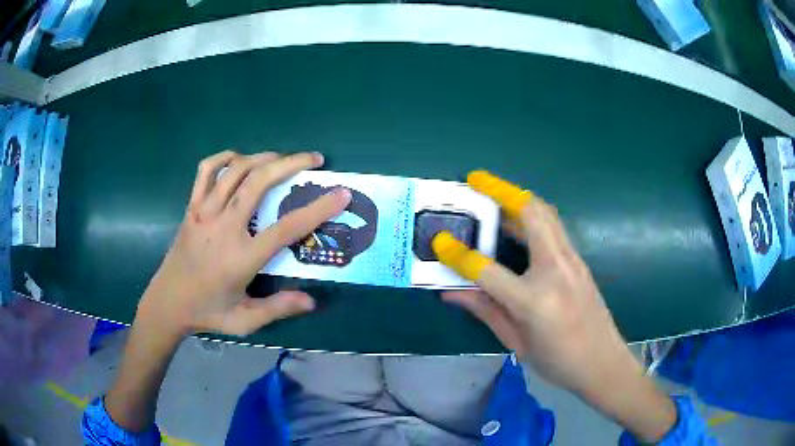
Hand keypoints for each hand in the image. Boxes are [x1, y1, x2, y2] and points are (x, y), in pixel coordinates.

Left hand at [137, 150, 351, 337]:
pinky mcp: (191, 207)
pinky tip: (238, 159)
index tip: (341, 193)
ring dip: (263, 157)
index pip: (287, 228)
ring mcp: (204, 212)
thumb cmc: (207, 312)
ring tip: (283, 157)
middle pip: (260, 182)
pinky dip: (224, 158)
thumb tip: (312, 301)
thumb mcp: (245, 320)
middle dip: (291, 164)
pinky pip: (206, 171)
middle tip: (314, 159)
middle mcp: (224, 226)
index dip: (318, 209)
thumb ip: (278, 308)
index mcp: (241, 257)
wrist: (166, 302)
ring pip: (236, 170)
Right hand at [433, 171, 675, 442]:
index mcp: (534, 300)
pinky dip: (533, 213)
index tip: (440, 241)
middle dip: (501, 191)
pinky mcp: (579, 260)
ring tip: (494, 193)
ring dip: (518, 197)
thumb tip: (452, 292)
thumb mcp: (517, 342)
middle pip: (530, 215)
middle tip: (476, 180)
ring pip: (545, 213)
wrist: (603, 363)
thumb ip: (485, 311)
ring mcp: (572, 260)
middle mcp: (556, 270)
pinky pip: (554, 225)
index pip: (488, 270)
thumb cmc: (558, 360)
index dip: (460, 255)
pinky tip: (518, 221)